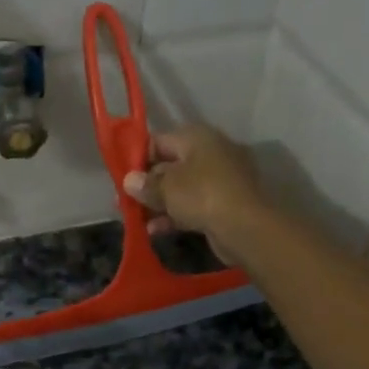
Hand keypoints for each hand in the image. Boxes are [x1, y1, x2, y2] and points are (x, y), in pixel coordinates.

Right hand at [122, 124, 269, 261]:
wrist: (246, 227)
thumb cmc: (202, 195)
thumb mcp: (166, 188)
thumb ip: (145, 184)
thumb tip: (129, 181)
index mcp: (197, 138)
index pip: (159, 141)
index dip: (138, 158)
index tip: (122, 177)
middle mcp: (210, 152)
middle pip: (170, 166)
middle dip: (147, 185)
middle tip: (125, 201)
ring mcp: (220, 179)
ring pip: (181, 189)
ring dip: (159, 204)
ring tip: (137, 219)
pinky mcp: (225, 204)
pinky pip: (193, 205)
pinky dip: (175, 216)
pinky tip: (155, 231)